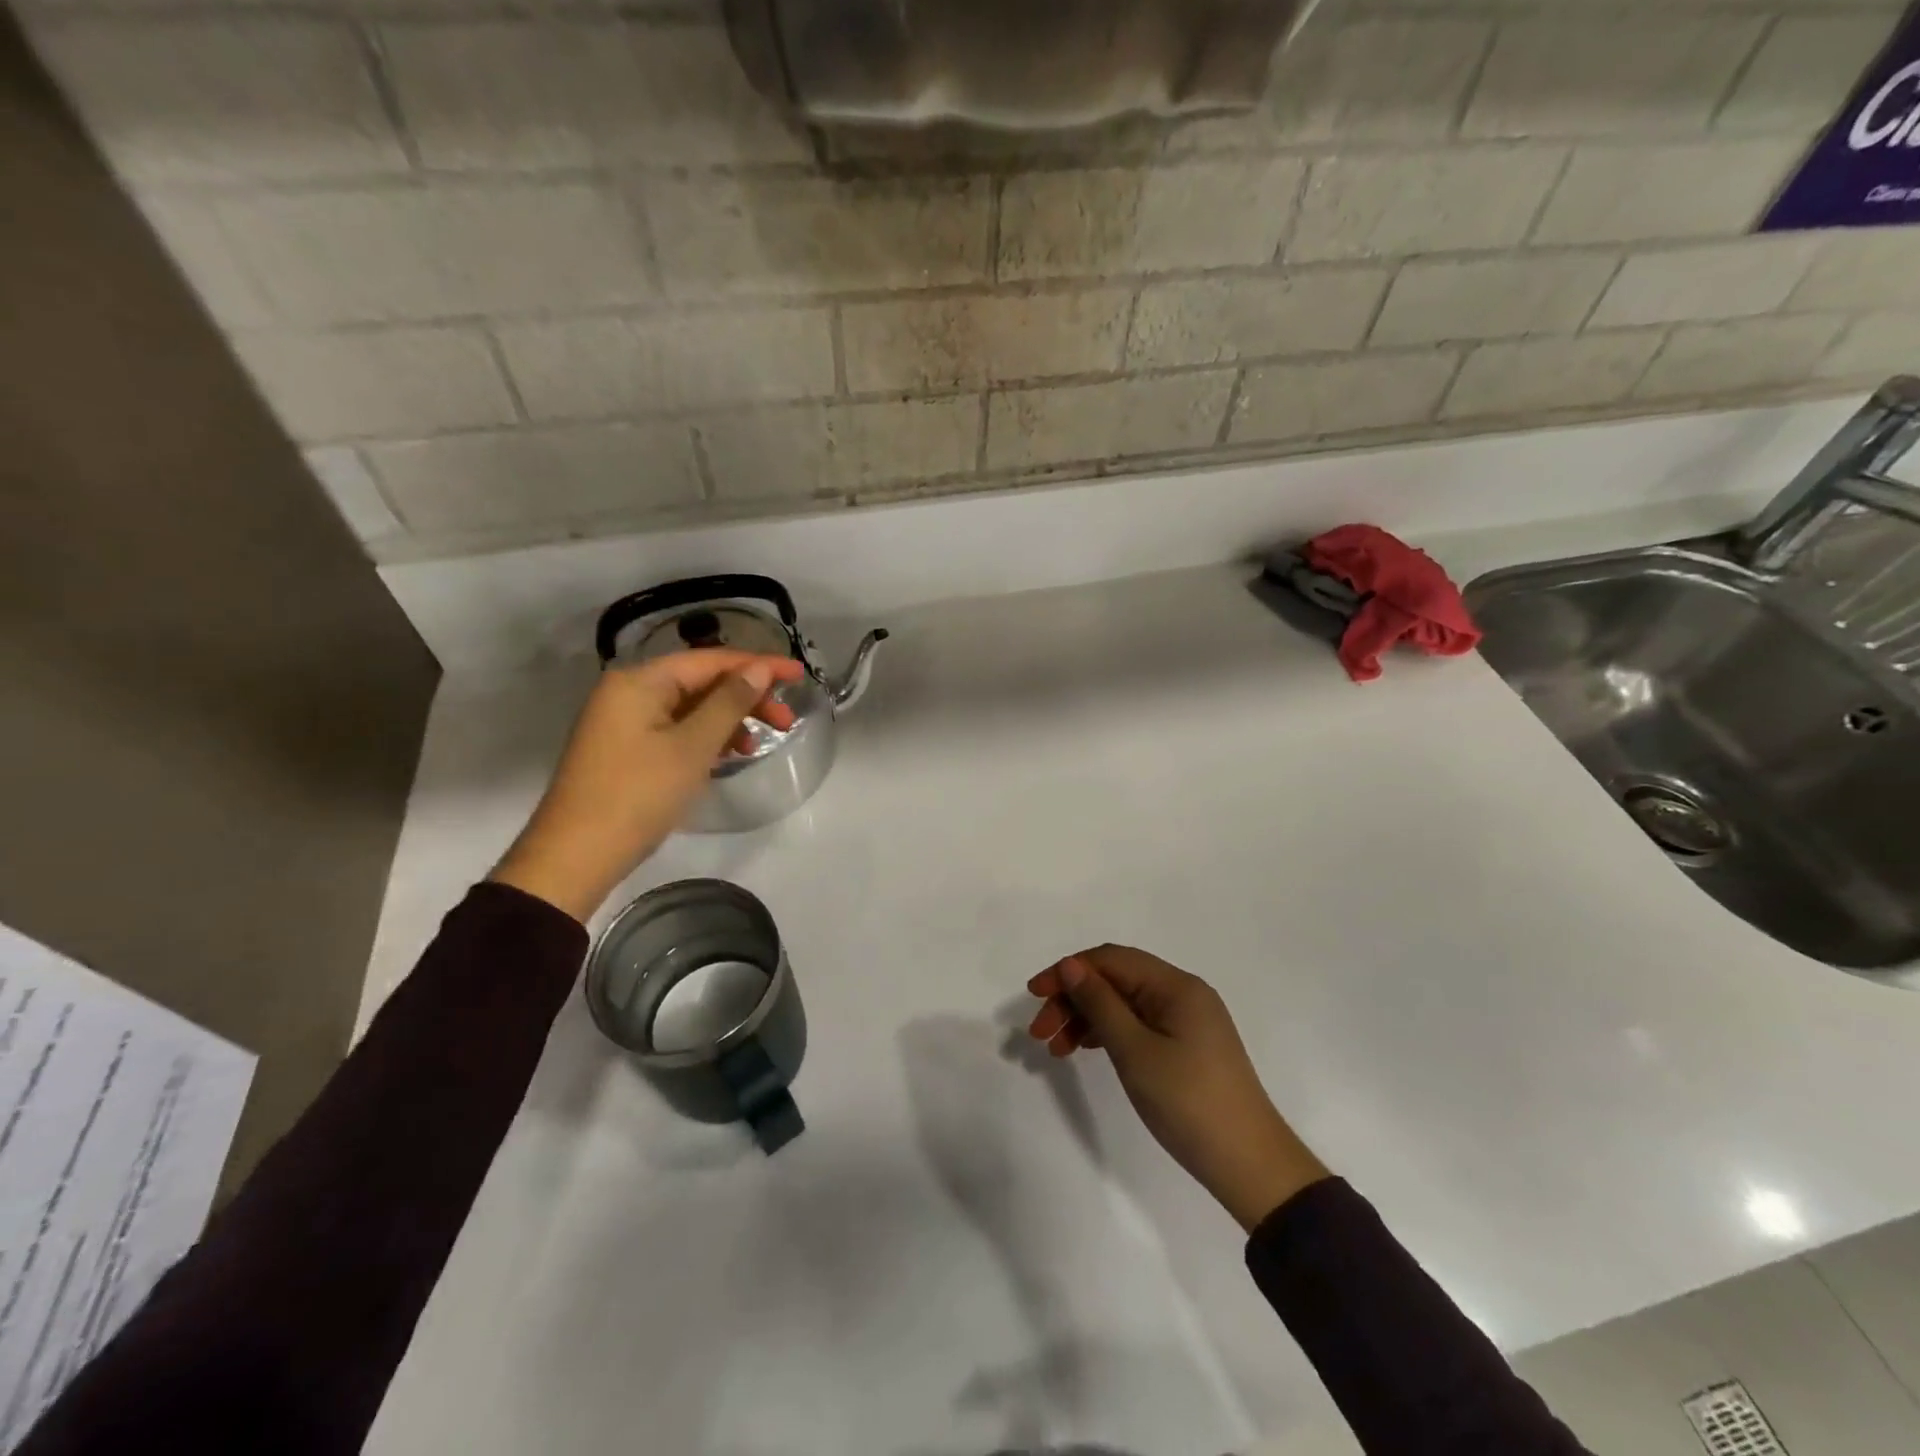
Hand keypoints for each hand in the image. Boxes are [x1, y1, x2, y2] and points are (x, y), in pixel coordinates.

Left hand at [490, 650, 805, 921]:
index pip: (711, 660)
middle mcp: (628, 691)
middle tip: (786, 722)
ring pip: (690, 707)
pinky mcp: (625, 749)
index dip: (759, 665)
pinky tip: (727, 756)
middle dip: (746, 697)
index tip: (800, 674)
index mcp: (640, 681)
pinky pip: (675, 729)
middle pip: (700, 681)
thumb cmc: (638, 794)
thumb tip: (759, 669)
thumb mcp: (692, 747)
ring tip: (758, 745)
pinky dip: (705, 738)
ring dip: (729, 720)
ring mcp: (624, 721)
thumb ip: (729, 703)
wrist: (576, 856)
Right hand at [1028, 946, 1329, 1230]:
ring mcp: (1186, 1020)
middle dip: (1073, 999)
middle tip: (1039, 1033)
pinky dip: (1107, 1033)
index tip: (1034, 994)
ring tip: (1055, 1048)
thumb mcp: (1135, 1051)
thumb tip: (1071, 965)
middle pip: (1115, 980)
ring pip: (1123, 1003)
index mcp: (1175, 985)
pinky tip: (1084, 1049)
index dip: (1068, 970)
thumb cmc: (1189, 1102)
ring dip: (1085, 1018)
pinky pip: (1136, 1024)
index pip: (1110, 960)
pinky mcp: (1185, 1045)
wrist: (1249, 1166)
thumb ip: (1100, 1003)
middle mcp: (1182, 993)